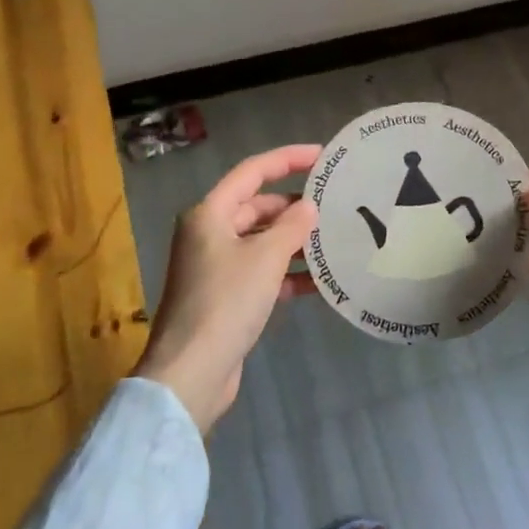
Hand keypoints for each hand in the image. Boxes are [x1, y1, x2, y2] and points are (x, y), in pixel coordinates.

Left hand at [135, 144, 319, 431]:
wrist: (192, 372)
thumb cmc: (226, 302)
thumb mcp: (265, 257)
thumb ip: (292, 226)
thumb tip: (309, 207)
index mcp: (210, 214)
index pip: (252, 172)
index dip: (288, 159)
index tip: (323, 156)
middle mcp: (209, 234)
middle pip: (258, 207)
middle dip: (295, 206)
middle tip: (335, 204)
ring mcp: (217, 267)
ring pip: (262, 242)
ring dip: (295, 241)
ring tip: (336, 240)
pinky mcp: (226, 297)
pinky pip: (262, 273)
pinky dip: (288, 274)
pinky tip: (321, 281)